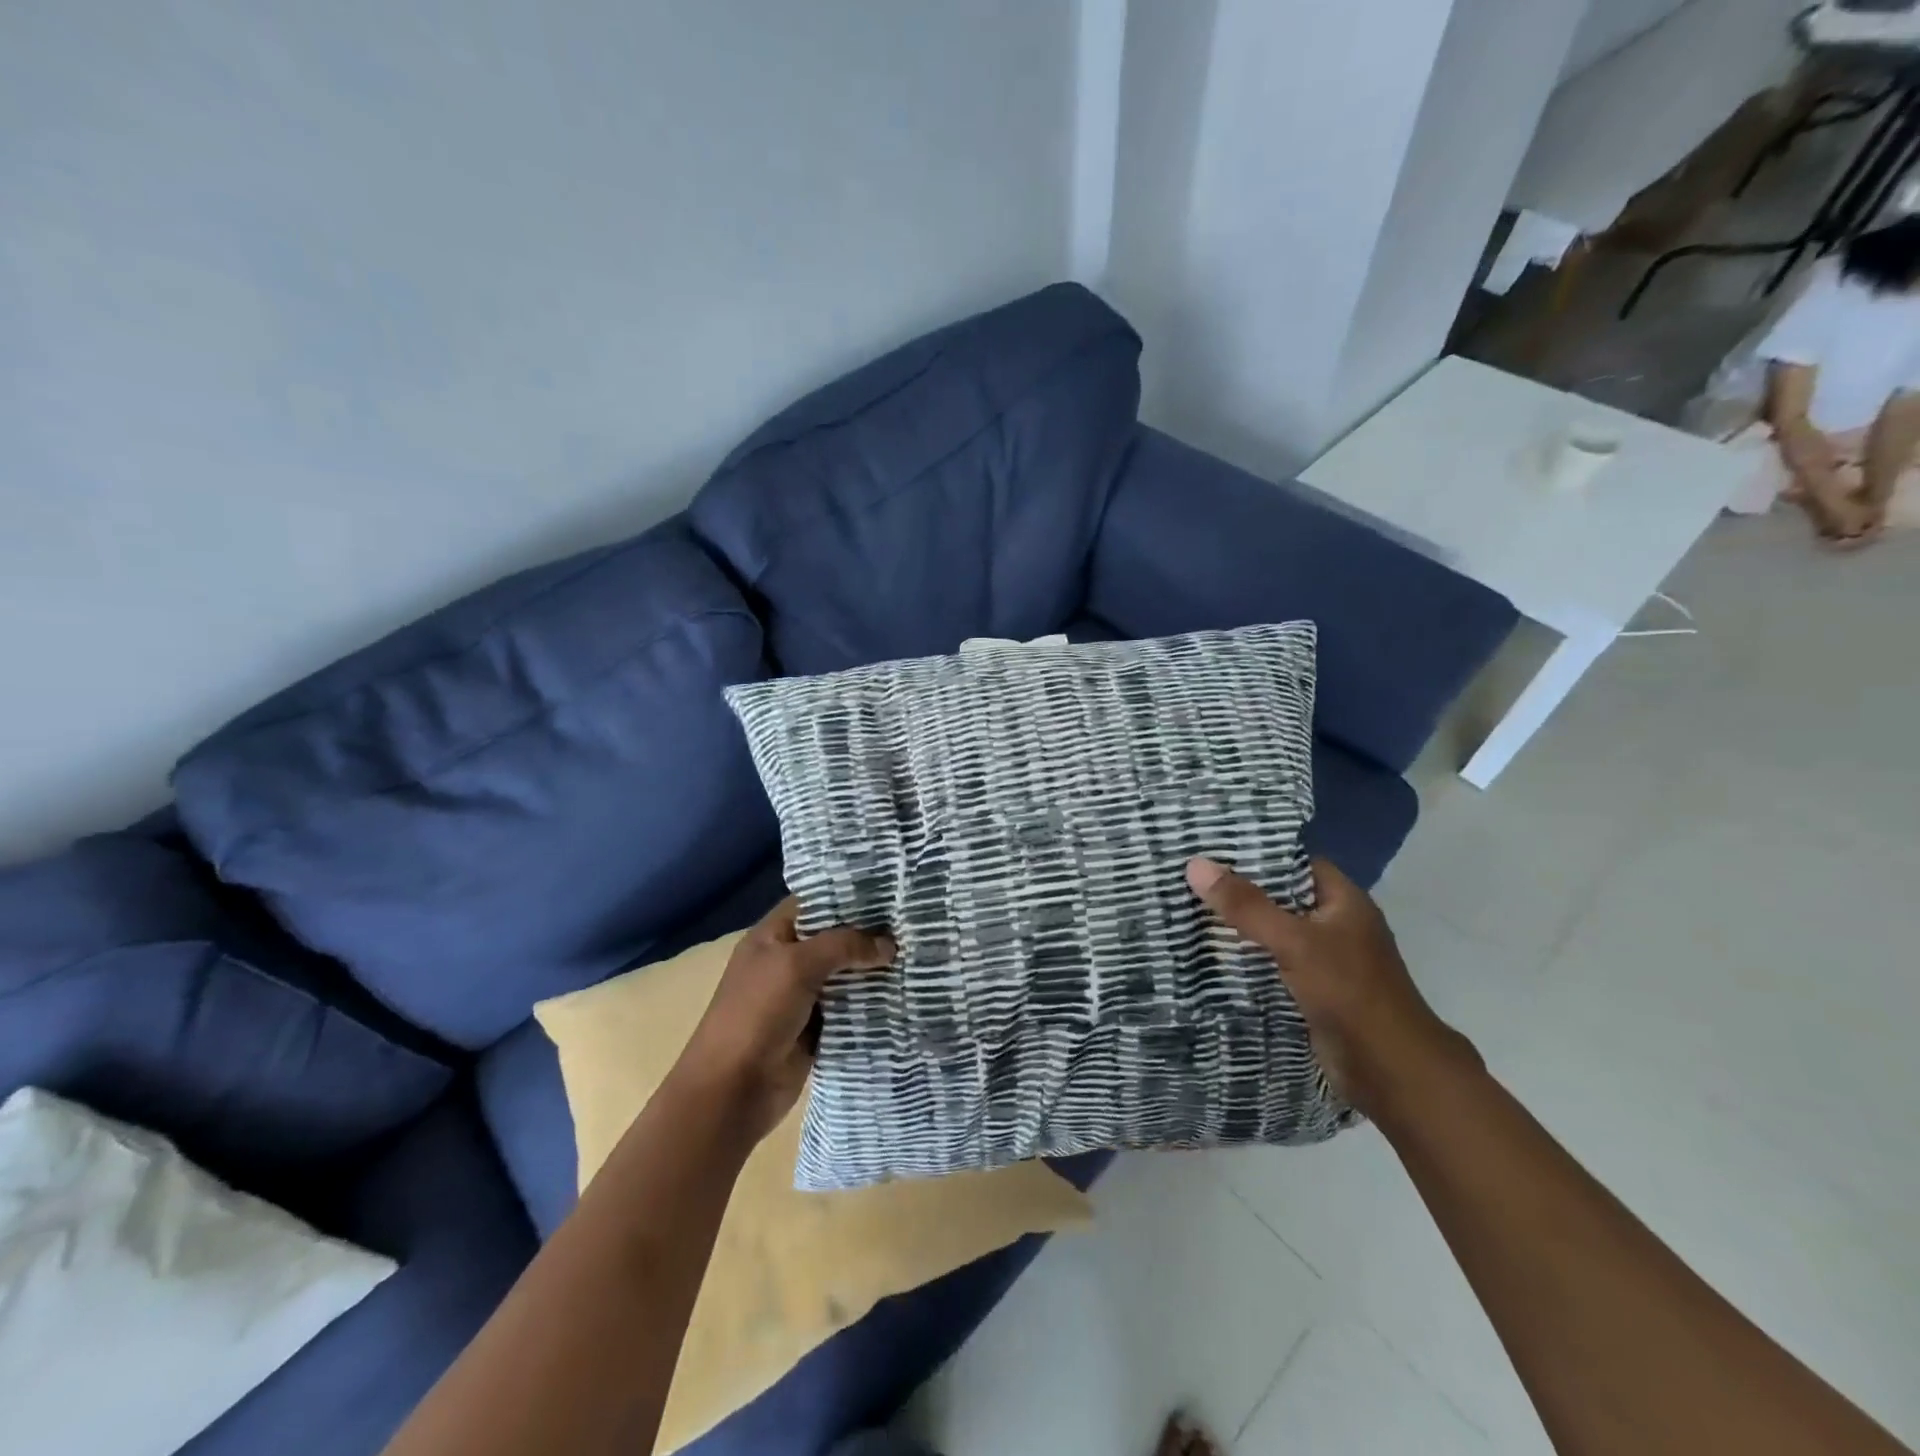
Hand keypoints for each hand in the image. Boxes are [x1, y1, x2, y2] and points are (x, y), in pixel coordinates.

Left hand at [674, 898, 894, 1144]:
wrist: (732, 1091)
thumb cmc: (757, 1015)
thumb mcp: (797, 966)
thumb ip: (844, 945)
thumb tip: (888, 944)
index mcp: (772, 936)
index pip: (815, 902)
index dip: (848, 894)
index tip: (889, 890)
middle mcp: (788, 960)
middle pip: (835, 938)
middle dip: (869, 933)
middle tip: (914, 922)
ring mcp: (803, 995)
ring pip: (846, 973)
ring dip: (874, 968)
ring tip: (918, 953)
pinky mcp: (817, 1028)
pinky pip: (850, 1007)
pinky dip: (871, 1001)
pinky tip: (904, 991)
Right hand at [1186, 856, 1478, 1119]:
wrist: (1390, 1070)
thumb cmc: (1349, 992)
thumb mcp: (1294, 940)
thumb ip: (1246, 905)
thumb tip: (1196, 864)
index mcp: (1344, 901)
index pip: (1296, 862)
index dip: (1257, 852)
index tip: (1212, 847)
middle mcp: (1336, 924)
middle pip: (1281, 896)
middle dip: (1240, 890)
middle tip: (1190, 876)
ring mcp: (1326, 960)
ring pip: (1275, 932)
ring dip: (1240, 926)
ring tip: (1189, 908)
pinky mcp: (1313, 991)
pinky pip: (1274, 963)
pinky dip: (1248, 959)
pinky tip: (1211, 953)